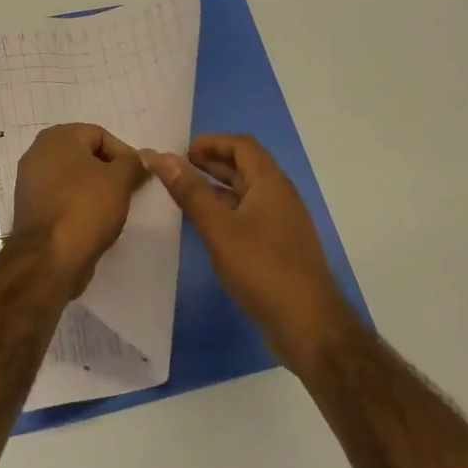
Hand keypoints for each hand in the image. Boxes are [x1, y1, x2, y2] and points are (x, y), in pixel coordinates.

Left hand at [10, 124, 146, 295]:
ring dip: (95, 190)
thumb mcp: (120, 180)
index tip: (139, 178)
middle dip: (110, 172)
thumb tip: (143, 159)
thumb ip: (134, 163)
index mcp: (57, 137)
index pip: (100, 135)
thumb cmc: (86, 208)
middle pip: (85, 156)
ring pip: (73, 179)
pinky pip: (62, 199)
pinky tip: (94, 223)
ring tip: (114, 209)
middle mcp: (38, 153)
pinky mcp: (30, 209)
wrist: (49, 259)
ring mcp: (30, 182)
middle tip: (129, 192)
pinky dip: (78, 206)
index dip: (125, 155)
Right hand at [141, 134, 354, 373]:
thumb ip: (189, 191)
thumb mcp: (219, 229)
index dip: (211, 142)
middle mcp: (280, 195)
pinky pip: (251, 214)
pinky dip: (228, 210)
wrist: (309, 325)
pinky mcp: (281, 246)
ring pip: (247, 192)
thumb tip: (159, 156)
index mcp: (270, 182)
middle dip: (211, 163)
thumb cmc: (262, 269)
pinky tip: (209, 228)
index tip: (181, 153)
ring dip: (218, 187)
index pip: (241, 145)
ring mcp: (283, 222)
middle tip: (177, 171)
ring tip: (186, 195)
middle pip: (245, 165)